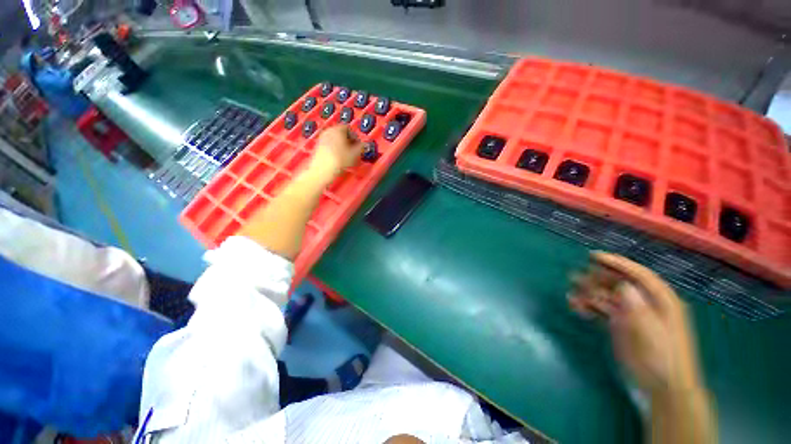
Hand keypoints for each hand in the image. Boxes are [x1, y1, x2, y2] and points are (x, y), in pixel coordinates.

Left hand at [309, 125, 363, 181]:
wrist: (322, 170)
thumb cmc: (339, 161)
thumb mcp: (355, 154)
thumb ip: (361, 147)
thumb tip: (364, 145)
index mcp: (338, 129)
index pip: (349, 129)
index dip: (356, 137)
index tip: (359, 145)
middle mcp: (329, 131)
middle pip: (341, 133)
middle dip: (348, 140)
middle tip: (353, 150)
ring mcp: (322, 138)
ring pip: (335, 139)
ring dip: (341, 145)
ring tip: (346, 155)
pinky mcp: (318, 146)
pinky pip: (329, 144)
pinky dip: (335, 148)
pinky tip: (338, 157)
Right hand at [569, 252, 700, 395]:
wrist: (662, 387)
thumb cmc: (664, 359)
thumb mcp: (654, 334)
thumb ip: (640, 309)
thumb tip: (624, 286)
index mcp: (660, 301)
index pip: (638, 275)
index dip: (617, 263)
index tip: (593, 256)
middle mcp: (644, 303)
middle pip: (618, 283)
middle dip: (597, 279)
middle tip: (575, 278)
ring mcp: (631, 314)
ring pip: (606, 295)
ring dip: (588, 293)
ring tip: (572, 295)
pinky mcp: (620, 325)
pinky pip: (601, 309)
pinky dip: (588, 306)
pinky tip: (576, 307)